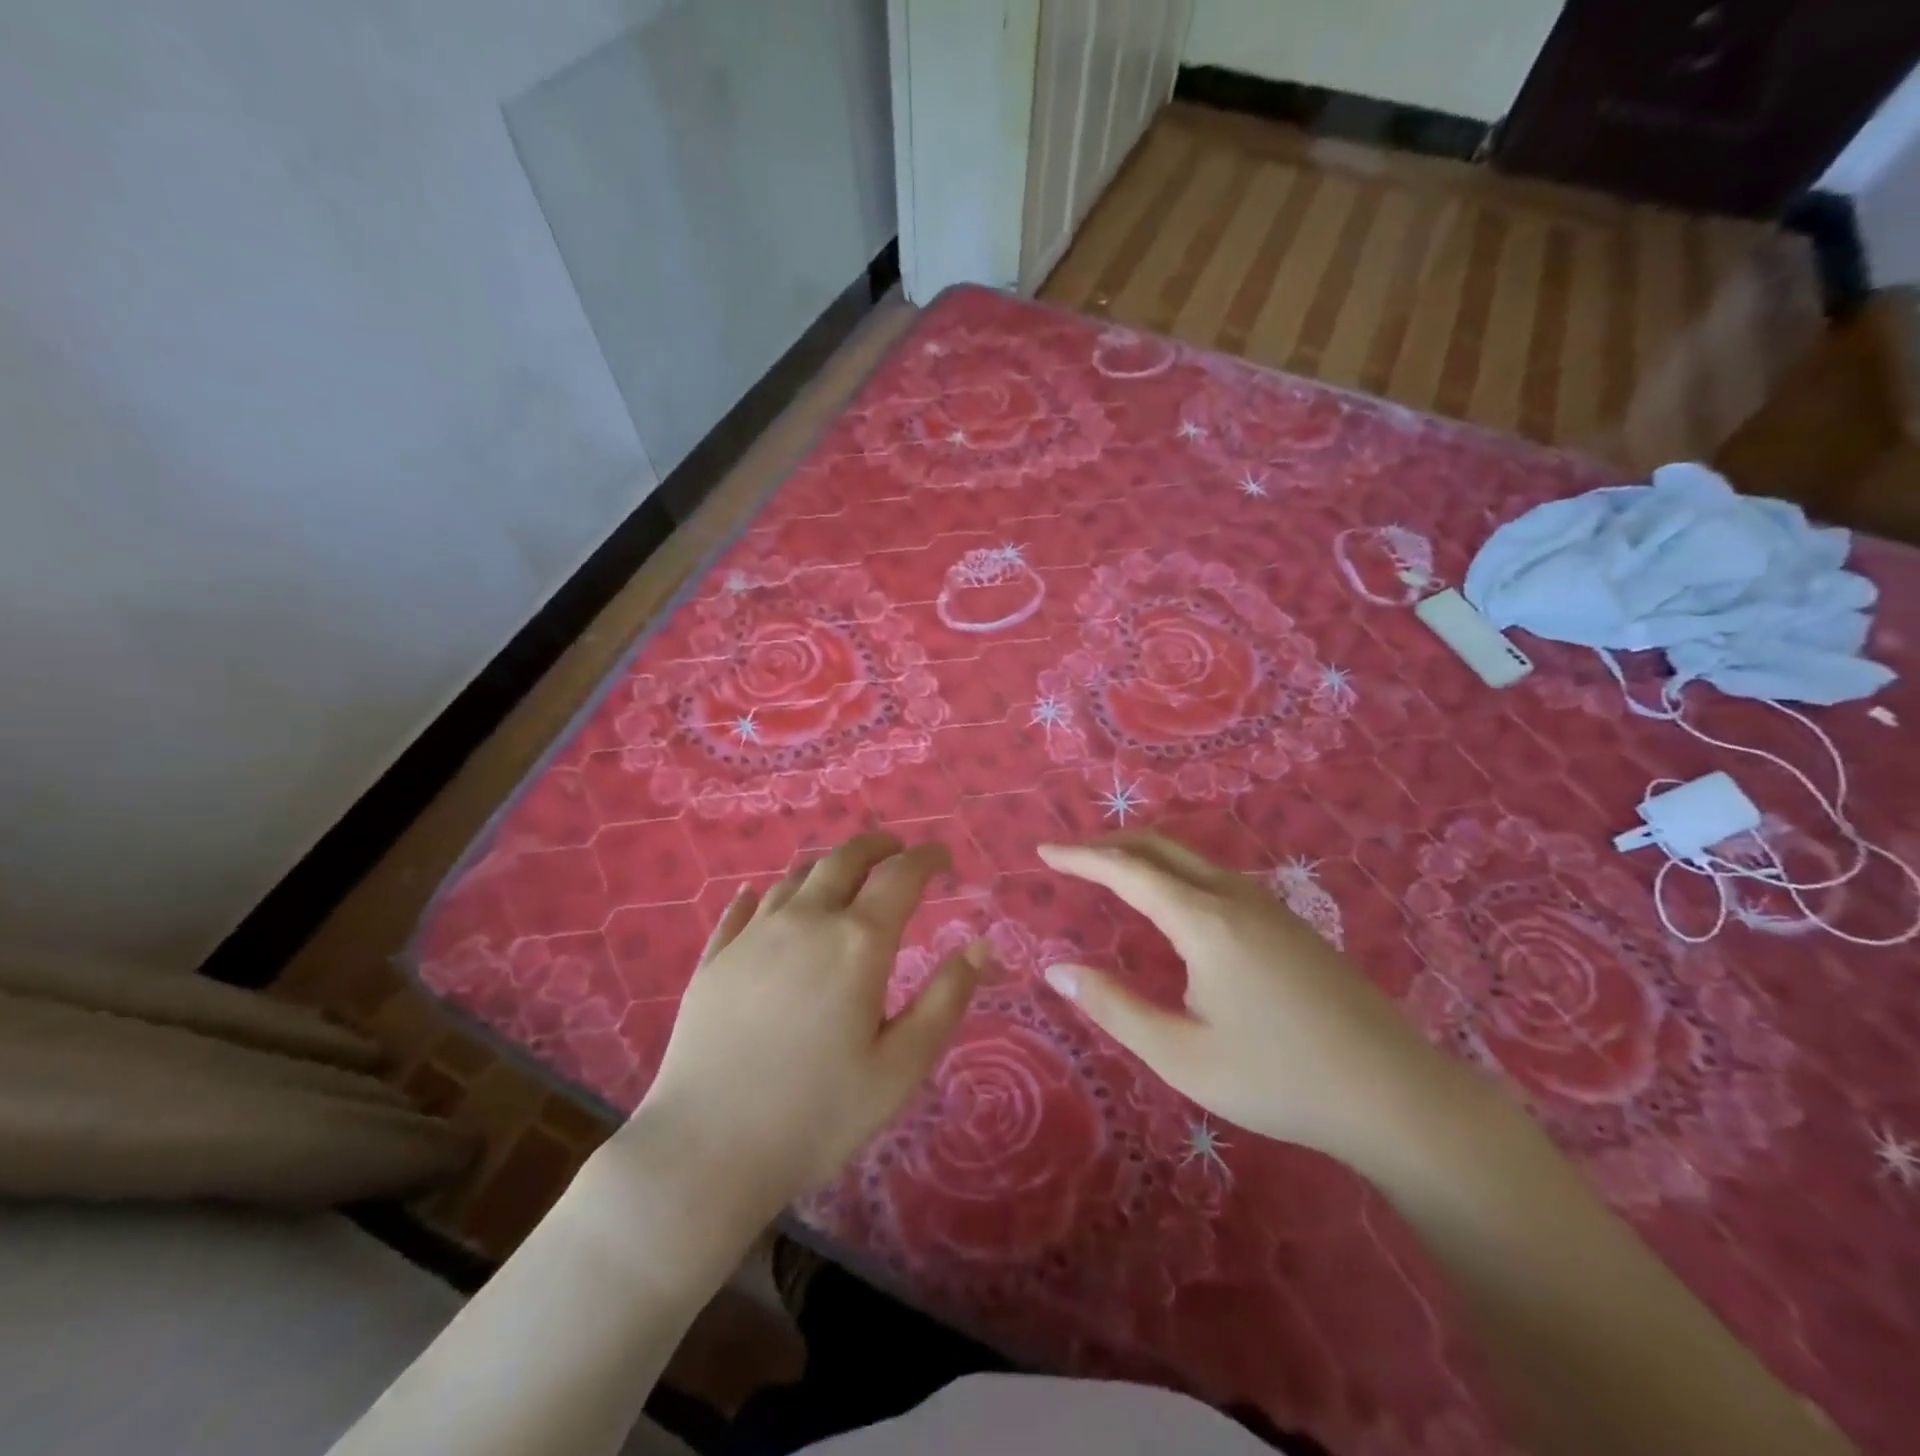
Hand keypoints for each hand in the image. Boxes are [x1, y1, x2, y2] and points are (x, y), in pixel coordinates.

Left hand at [621, 833, 986, 1227]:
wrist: (706, 1149)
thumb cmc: (818, 1113)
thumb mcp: (901, 1066)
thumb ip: (946, 999)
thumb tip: (981, 945)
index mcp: (858, 942)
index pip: (901, 876)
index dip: (926, 858)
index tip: (942, 856)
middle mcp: (806, 920)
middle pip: (844, 859)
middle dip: (876, 846)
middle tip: (895, 848)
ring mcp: (754, 935)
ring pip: (795, 877)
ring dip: (827, 865)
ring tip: (842, 874)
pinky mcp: (715, 958)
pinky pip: (744, 908)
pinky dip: (767, 893)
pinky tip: (762, 897)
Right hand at [1038, 833, 1472, 1170]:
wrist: (1394, 1094)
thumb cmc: (1278, 1078)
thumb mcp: (1182, 1056)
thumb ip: (1115, 1008)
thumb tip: (1058, 970)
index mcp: (1204, 921)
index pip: (1127, 869)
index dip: (1081, 856)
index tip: (1044, 850)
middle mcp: (1234, 897)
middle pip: (1161, 847)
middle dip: (1110, 844)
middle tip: (1071, 857)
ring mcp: (1268, 906)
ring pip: (1192, 859)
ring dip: (1145, 856)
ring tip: (1112, 874)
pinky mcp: (1289, 923)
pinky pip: (1216, 877)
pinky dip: (1175, 873)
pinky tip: (1173, 905)